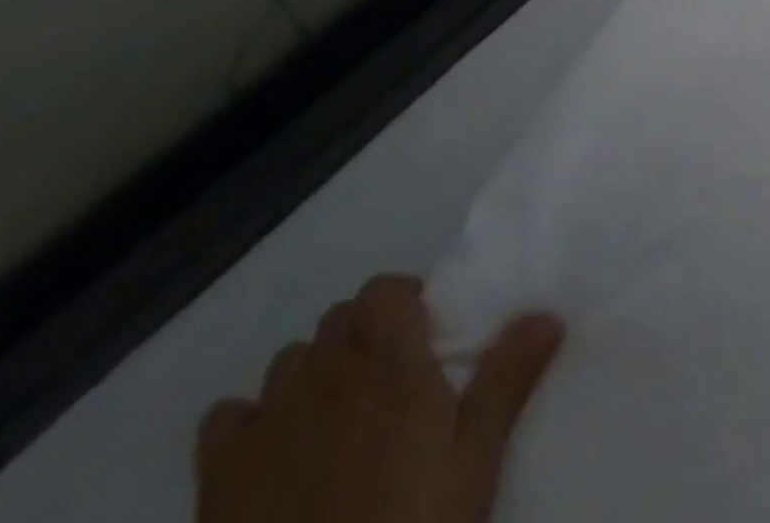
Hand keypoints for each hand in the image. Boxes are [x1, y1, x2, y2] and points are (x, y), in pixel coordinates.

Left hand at [197, 276, 562, 522]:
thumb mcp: (476, 463)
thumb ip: (508, 378)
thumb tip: (549, 313)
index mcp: (389, 367)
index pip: (382, 291)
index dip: (402, 301)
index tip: (424, 334)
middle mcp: (327, 376)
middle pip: (339, 319)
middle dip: (365, 334)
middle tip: (391, 381)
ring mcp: (268, 425)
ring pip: (290, 359)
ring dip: (315, 371)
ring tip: (337, 416)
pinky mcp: (220, 478)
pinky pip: (225, 417)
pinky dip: (249, 419)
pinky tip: (272, 451)